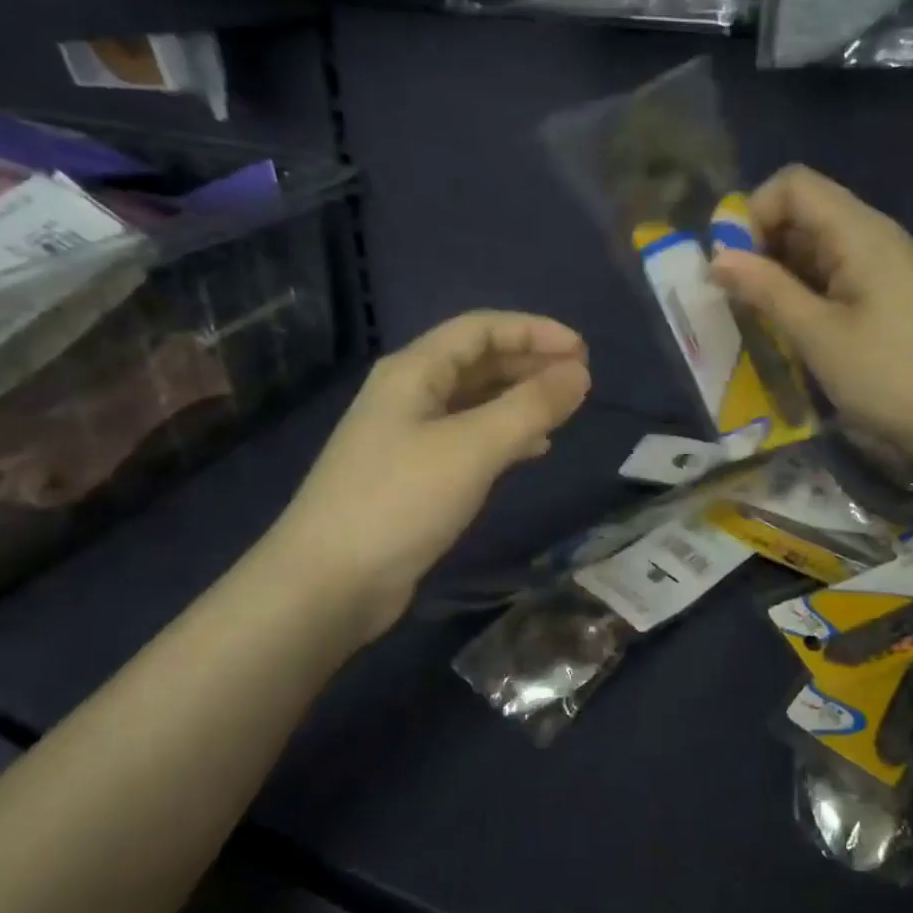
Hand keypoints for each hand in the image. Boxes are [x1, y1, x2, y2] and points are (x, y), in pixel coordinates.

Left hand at [275, 312, 590, 641]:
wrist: (329, 583)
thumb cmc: (400, 501)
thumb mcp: (473, 447)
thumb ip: (530, 407)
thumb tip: (579, 374)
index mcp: (414, 371)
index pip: (481, 329)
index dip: (534, 331)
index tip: (582, 350)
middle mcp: (409, 395)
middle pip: (477, 362)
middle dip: (529, 363)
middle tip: (579, 379)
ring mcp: (408, 436)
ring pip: (475, 402)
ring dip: (519, 399)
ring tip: (563, 409)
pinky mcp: (414, 476)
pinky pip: (468, 439)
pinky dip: (504, 436)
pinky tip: (532, 450)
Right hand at [710, 166, 912, 464]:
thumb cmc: (890, 374)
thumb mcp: (817, 334)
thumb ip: (765, 289)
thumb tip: (716, 258)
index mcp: (857, 231)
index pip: (792, 184)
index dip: (753, 214)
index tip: (732, 265)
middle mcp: (870, 236)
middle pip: (802, 211)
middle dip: (760, 246)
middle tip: (738, 298)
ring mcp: (880, 265)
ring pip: (813, 246)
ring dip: (778, 273)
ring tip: (758, 318)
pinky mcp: (884, 294)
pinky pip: (831, 274)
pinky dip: (802, 292)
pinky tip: (791, 329)